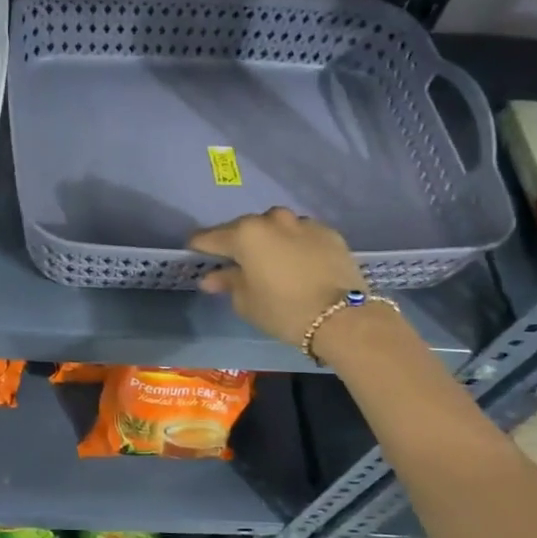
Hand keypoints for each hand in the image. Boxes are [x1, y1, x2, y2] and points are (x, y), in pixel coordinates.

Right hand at [188, 208, 367, 346]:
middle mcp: (272, 220)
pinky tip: (296, 262)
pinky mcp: (328, 232)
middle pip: (243, 228)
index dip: (199, 246)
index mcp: (246, 234)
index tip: (193, 253)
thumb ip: (227, 282)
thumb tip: (212, 277)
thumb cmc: (284, 310)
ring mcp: (303, 223)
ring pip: (275, 227)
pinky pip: (300, 234)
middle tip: (232, 261)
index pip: (210, 237)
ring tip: (268, 261)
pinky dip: (293, 244)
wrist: (344, 317)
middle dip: (235, 243)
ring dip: (267, 240)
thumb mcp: (246, 301)